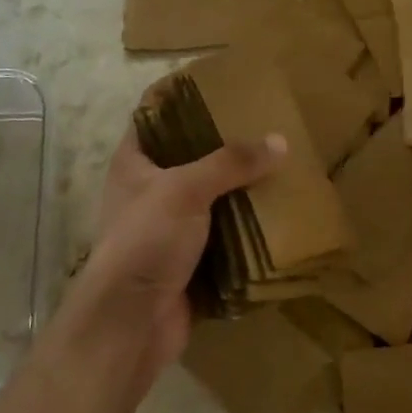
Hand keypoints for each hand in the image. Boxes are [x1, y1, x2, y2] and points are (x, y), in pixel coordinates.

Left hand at [82, 125, 285, 372]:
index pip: (155, 118)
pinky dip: (245, 229)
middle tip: (263, 126)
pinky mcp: (188, 261)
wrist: (132, 324)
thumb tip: (279, 141)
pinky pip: (223, 237)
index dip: (182, 101)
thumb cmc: (147, 239)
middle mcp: (148, 191)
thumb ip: (231, 162)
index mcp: (134, 163)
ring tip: (279, 166)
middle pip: (189, 158)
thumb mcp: (186, 188)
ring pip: (210, 199)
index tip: (222, 88)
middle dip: (224, 147)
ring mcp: (168, 229)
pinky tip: (277, 213)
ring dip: (239, 190)